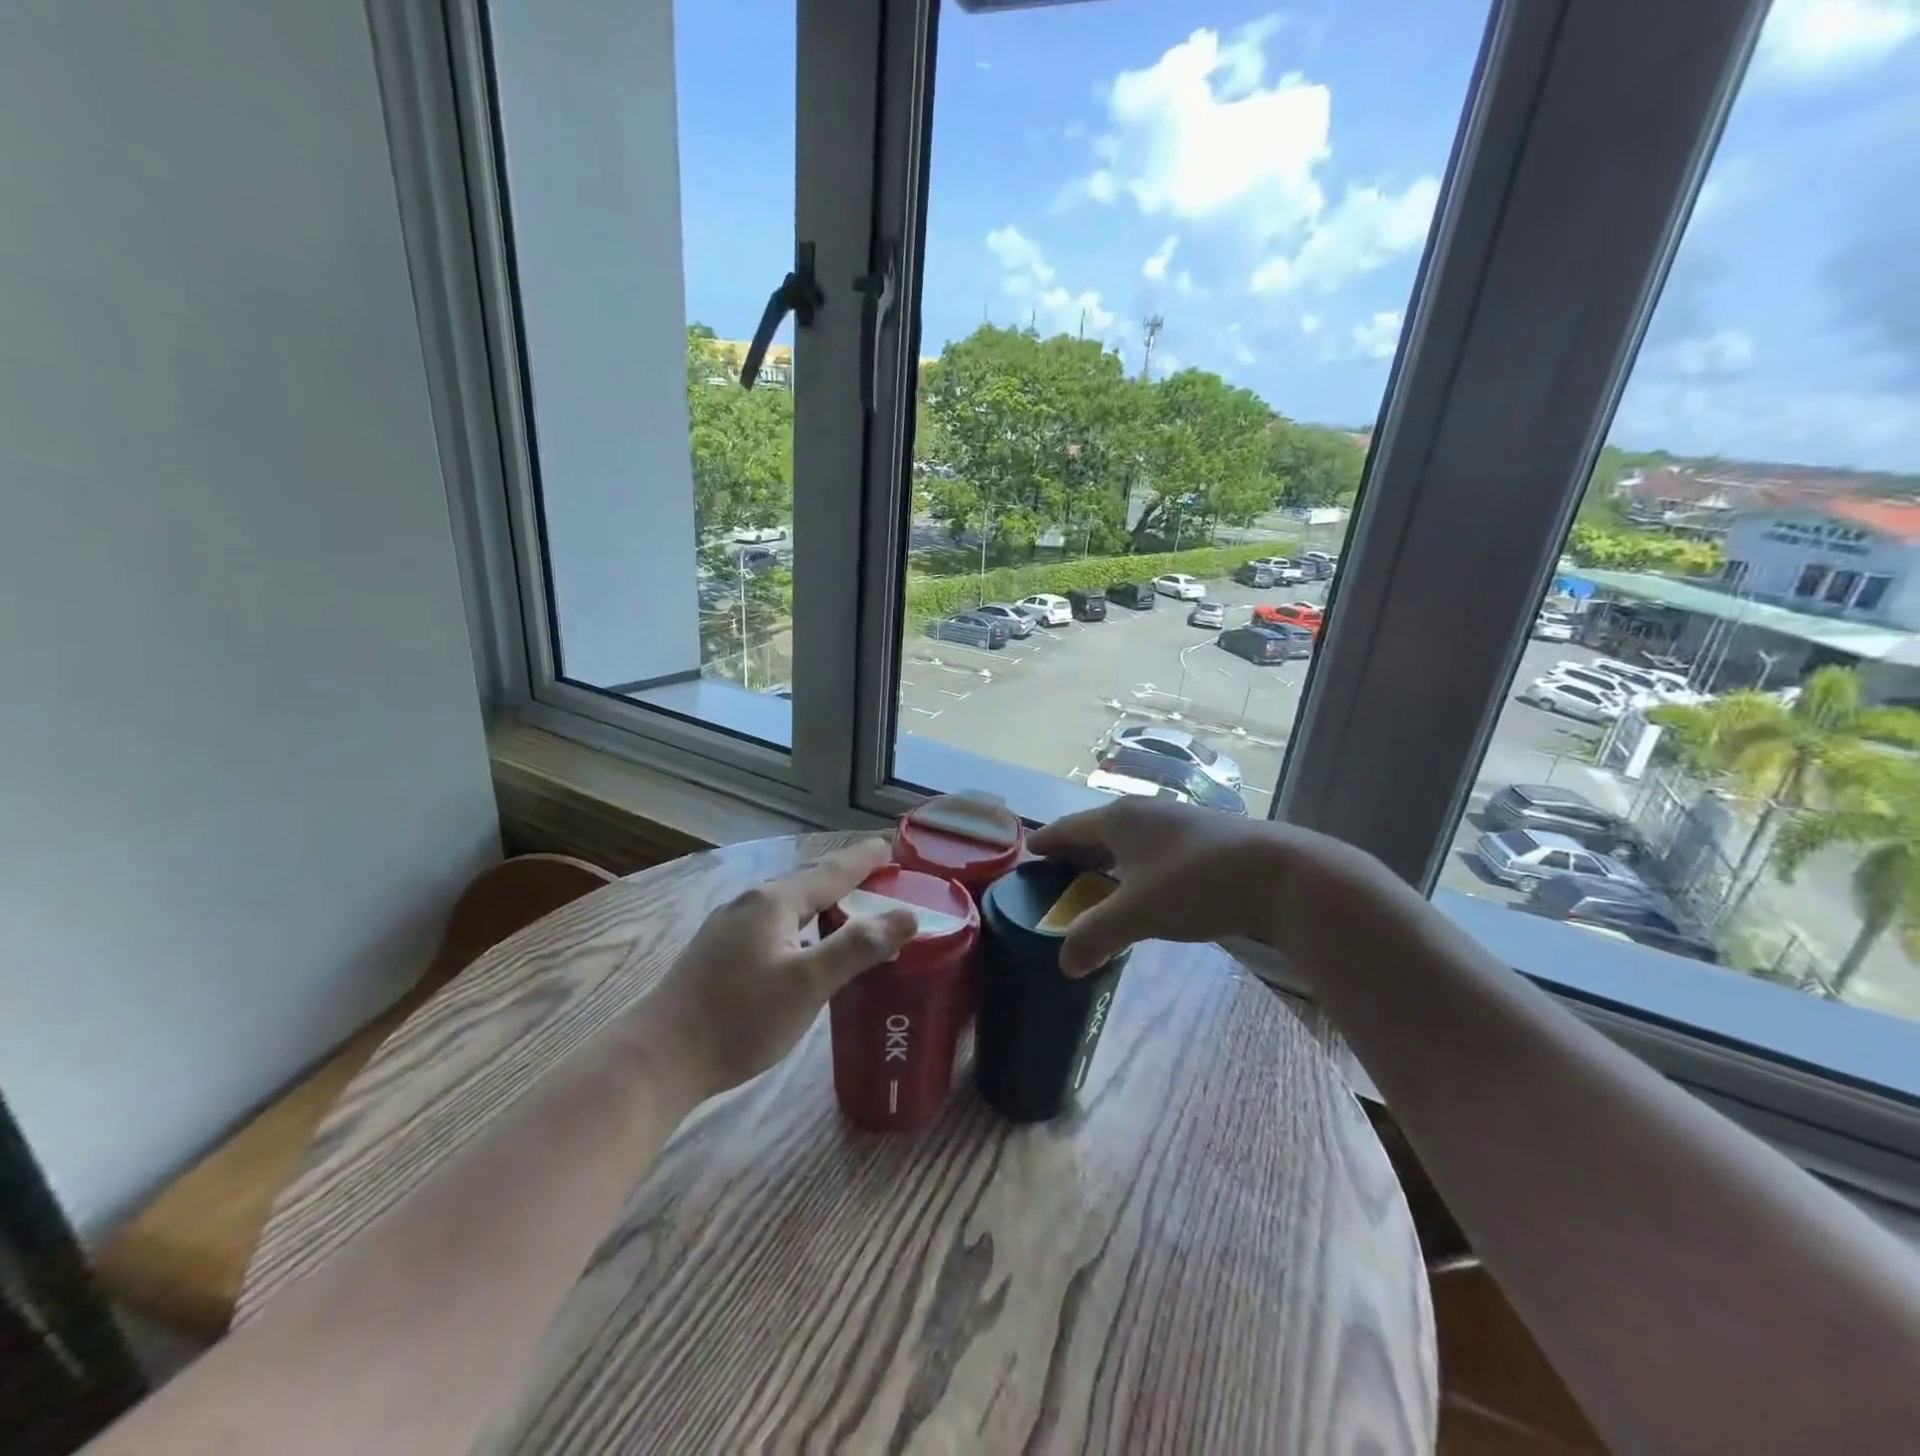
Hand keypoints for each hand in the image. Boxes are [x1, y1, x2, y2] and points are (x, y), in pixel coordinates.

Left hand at [637, 840, 916, 1099]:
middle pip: (808, 882)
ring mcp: (728, 927)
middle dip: (845, 878)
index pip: (831, 871)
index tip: (889, 847)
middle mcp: (750, 903)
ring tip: (850, 910)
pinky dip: (802, 923)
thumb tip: (907, 915)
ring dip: (823, 902)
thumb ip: (859, 947)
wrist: (658, 1058)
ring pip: (788, 904)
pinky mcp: (717, 952)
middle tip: (880, 880)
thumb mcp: (808, 983)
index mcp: (774, 901)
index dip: (863, 860)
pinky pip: (773, 923)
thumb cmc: (740, 1017)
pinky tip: (804, 945)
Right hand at [1029, 798, 1372, 975]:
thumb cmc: (1195, 883)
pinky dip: (1134, 869)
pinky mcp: (1203, 840)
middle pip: (1095, 832)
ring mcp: (1176, 823)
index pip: (1067, 829)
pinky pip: (1152, 852)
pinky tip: (1140, 890)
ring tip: (1092, 886)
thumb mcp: (1137, 913)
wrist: (1280, 874)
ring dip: (1106, 863)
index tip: (1026, 855)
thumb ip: (1095, 936)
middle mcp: (1143, 813)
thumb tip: (1065, 964)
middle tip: (1052, 878)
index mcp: (1118, 819)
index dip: (1045, 843)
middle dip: (1073, 854)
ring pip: (1127, 842)